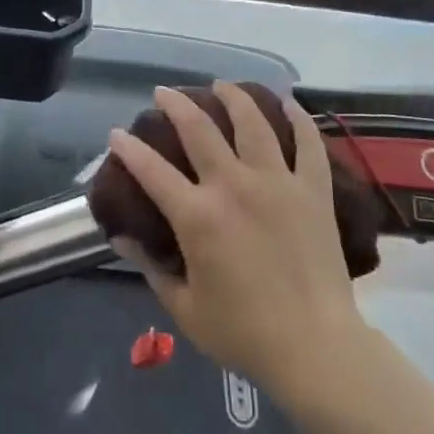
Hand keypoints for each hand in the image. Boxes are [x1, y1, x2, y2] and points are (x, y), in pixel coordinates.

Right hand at [108, 83, 366, 397]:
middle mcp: (235, 186)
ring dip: (233, 97)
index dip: (128, 148)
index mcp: (199, 217)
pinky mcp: (313, 190)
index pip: (152, 170)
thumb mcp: (184, 308)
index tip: (117, 133)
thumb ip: (150, 267)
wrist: (316, 348)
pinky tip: (287, 103)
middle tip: (164, 93)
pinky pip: (308, 143)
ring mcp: (278, 183)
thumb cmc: (244, 333)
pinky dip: (297, 119)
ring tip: (221, 85)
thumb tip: (122, 237)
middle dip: (176, 104)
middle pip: (200, 129)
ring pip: (253, 123)